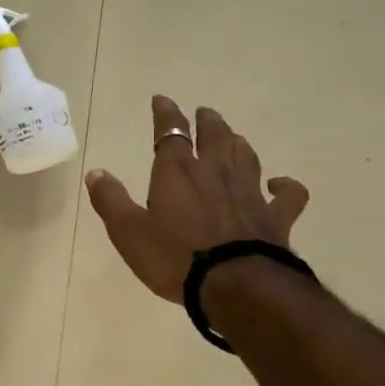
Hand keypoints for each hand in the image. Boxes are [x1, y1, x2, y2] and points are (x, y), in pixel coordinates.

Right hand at [86, 96, 309, 301]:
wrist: (234, 285)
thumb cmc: (174, 258)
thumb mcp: (128, 231)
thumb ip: (110, 200)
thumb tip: (96, 173)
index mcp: (177, 172)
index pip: (170, 132)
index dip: (166, 114)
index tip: (162, 100)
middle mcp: (214, 173)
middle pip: (214, 136)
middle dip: (207, 122)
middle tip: (205, 113)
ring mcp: (249, 193)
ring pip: (246, 156)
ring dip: (238, 143)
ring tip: (234, 138)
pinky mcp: (275, 217)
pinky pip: (288, 195)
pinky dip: (286, 186)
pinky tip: (280, 184)